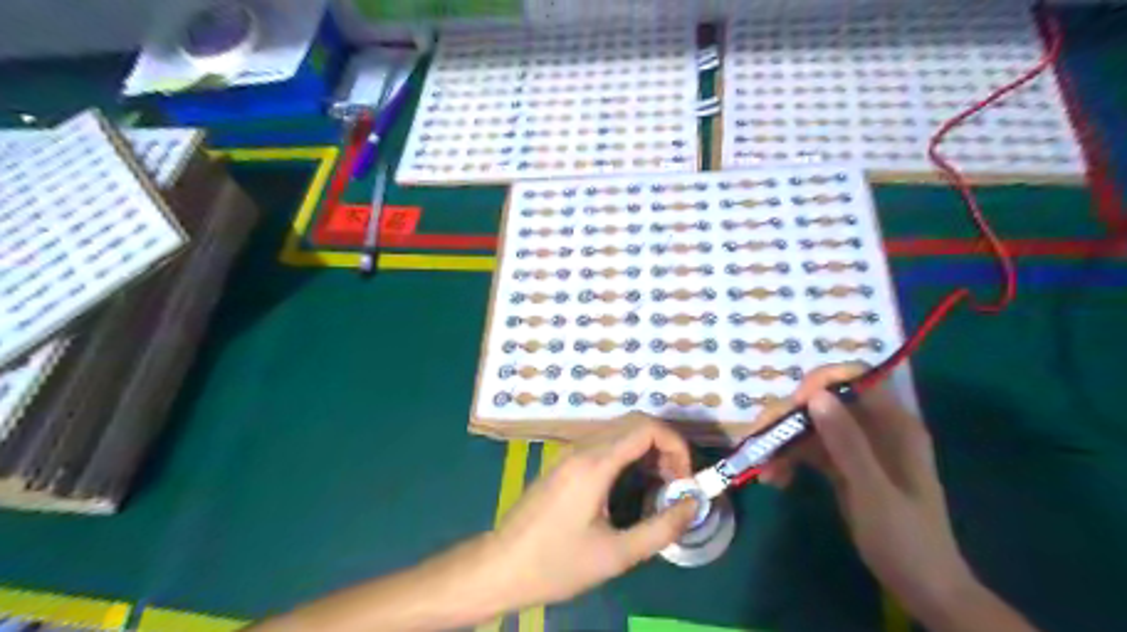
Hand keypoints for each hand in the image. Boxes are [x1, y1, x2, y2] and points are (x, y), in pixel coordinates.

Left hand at [490, 412, 702, 609]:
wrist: (500, 566)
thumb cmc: (556, 564)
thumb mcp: (615, 555)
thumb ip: (661, 529)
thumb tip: (694, 505)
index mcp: (594, 464)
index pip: (646, 427)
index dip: (676, 445)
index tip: (686, 479)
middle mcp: (582, 448)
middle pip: (635, 423)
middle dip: (665, 446)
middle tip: (677, 483)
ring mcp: (570, 452)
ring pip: (620, 431)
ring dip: (647, 450)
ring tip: (660, 487)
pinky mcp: (564, 462)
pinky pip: (604, 444)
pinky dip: (629, 455)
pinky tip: (632, 486)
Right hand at [756, 367, 989, 622]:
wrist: (922, 589)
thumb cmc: (906, 540)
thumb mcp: (873, 491)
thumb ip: (846, 442)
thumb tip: (815, 395)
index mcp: (894, 425)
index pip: (855, 380)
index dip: (821, 383)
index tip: (793, 406)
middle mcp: (874, 428)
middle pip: (824, 403)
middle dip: (790, 418)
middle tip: (761, 439)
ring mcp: (858, 448)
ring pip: (812, 427)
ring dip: (784, 443)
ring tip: (765, 470)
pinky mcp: (844, 467)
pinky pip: (811, 451)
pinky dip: (791, 461)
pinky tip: (776, 480)